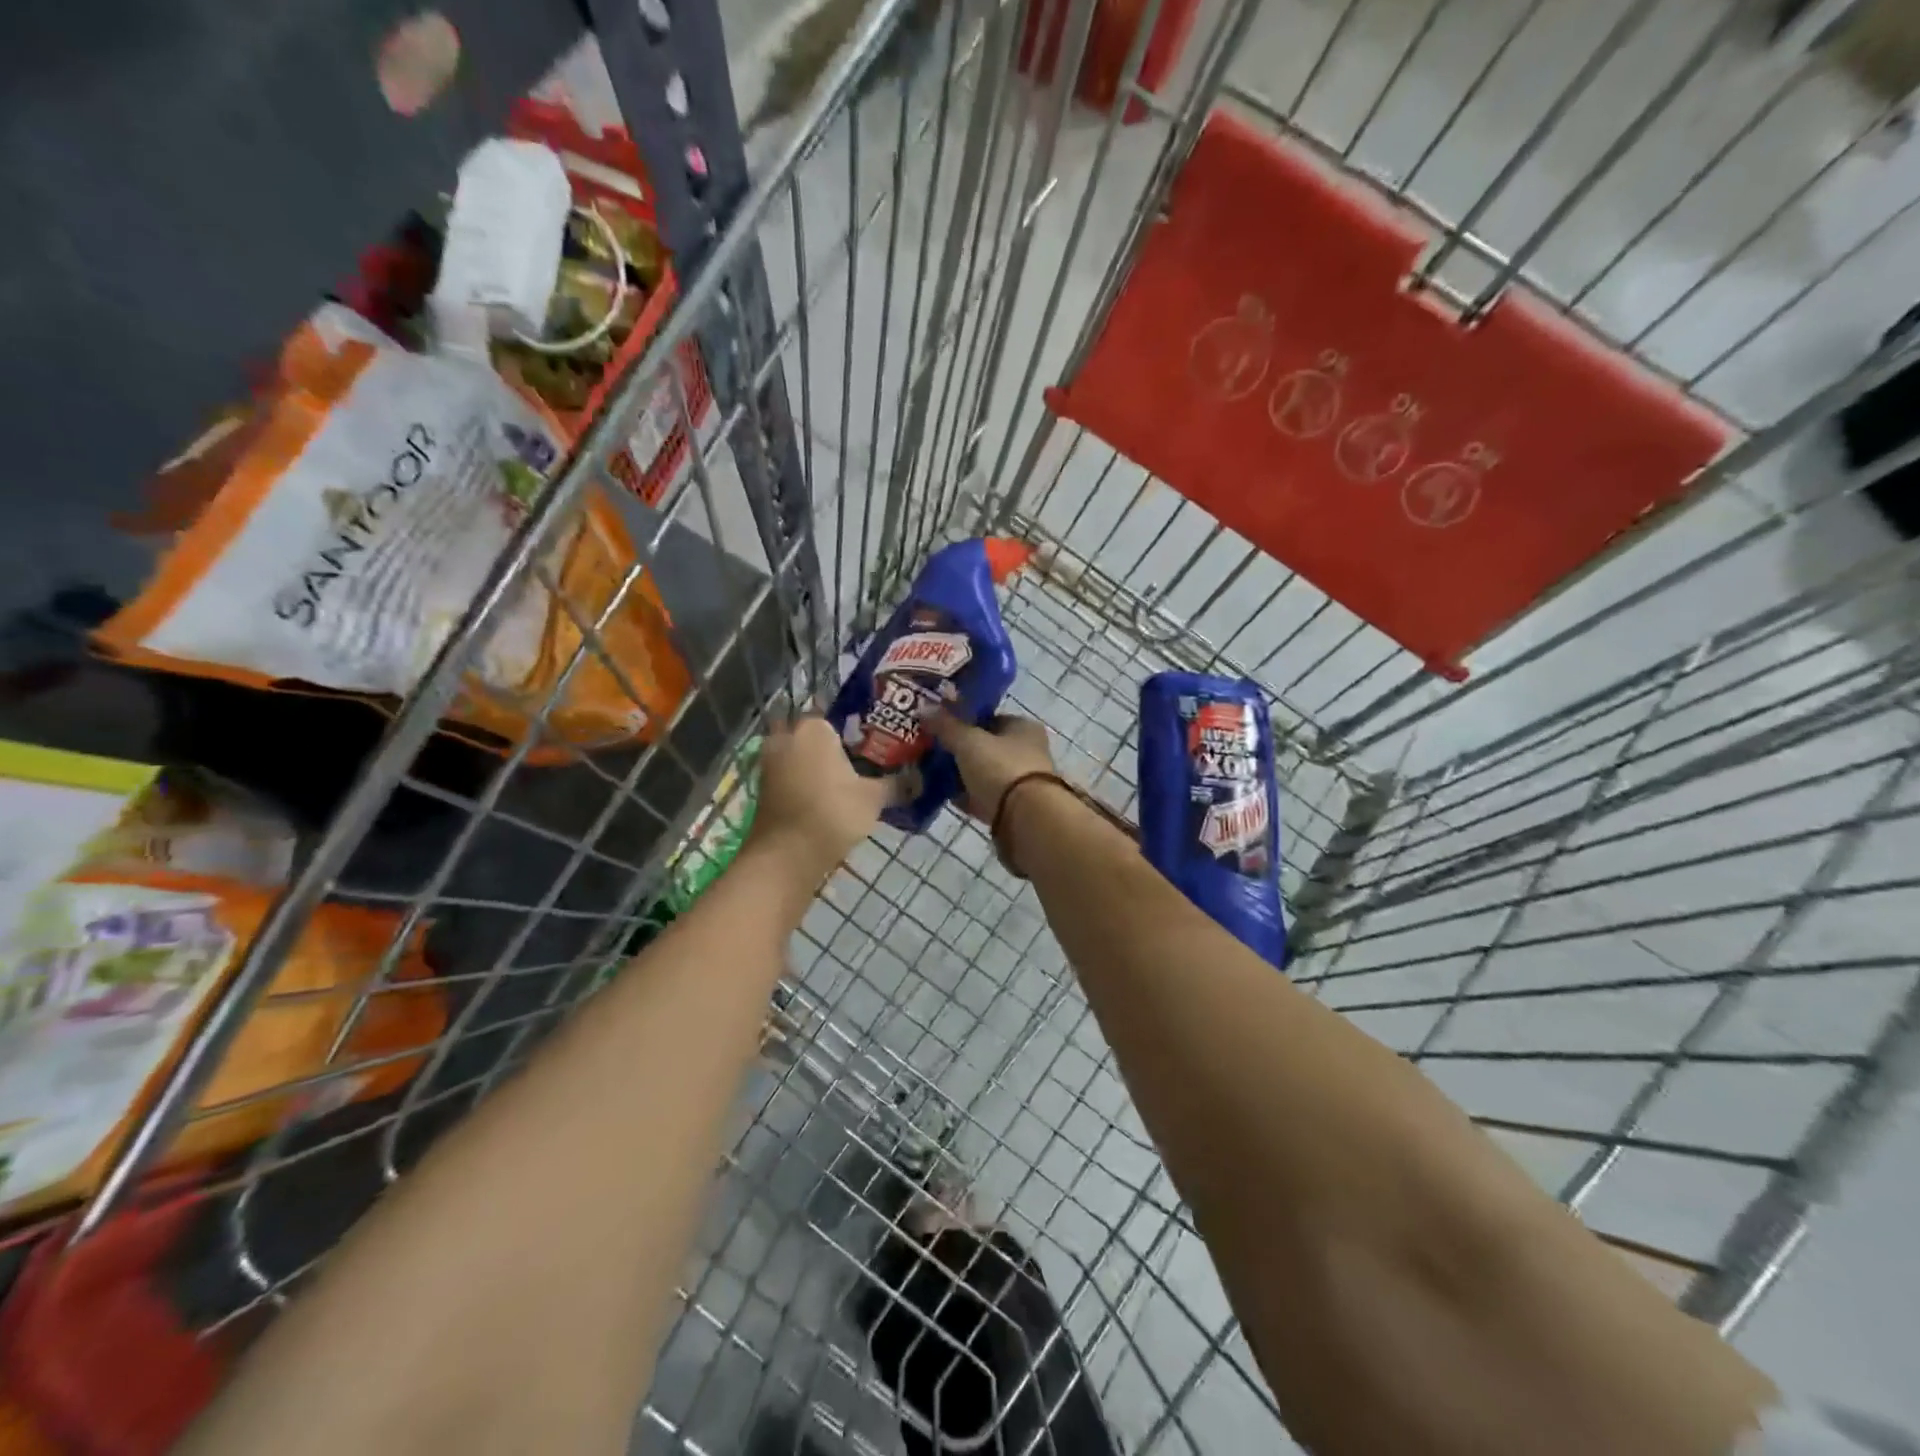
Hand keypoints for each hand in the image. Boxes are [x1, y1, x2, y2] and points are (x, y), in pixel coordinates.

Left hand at [750, 716, 891, 876]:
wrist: (786, 854)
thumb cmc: (833, 812)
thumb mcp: (873, 798)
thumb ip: (897, 784)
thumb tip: (920, 779)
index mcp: (814, 729)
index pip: (836, 718)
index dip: (853, 732)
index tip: (870, 747)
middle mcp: (788, 737)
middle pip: (812, 735)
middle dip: (828, 746)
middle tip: (855, 762)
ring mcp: (770, 763)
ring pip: (797, 755)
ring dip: (813, 765)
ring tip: (841, 782)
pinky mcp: (763, 788)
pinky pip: (788, 775)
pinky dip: (801, 782)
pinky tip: (822, 797)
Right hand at [926, 712, 1055, 823]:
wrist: (1025, 818)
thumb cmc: (1001, 768)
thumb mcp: (968, 741)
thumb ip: (946, 725)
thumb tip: (924, 709)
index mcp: (1023, 728)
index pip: (990, 718)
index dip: (964, 721)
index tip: (939, 728)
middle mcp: (1027, 752)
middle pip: (985, 747)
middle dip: (959, 751)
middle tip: (931, 752)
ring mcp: (1021, 782)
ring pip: (983, 774)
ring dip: (961, 775)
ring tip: (931, 775)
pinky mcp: (1012, 808)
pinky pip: (982, 797)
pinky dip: (966, 797)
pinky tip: (944, 796)